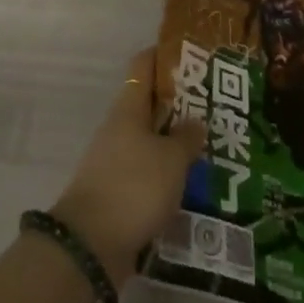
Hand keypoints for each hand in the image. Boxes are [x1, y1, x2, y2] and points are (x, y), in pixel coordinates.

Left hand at [51, 49, 206, 285]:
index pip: (144, 65)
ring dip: (175, 143)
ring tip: (209, 148)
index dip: (165, 56)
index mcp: (129, 108)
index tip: (194, 56)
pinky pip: (148, 174)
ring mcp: (116, 161)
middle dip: (180, 105)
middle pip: (150, 104)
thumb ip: (187, 138)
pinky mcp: (118, 193)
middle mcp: (120, 128)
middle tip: (214, 107)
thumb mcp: (171, 159)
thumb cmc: (133, 187)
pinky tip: (191, 185)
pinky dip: (167, 175)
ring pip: (151, 141)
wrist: (90, 246)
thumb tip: (195, 122)